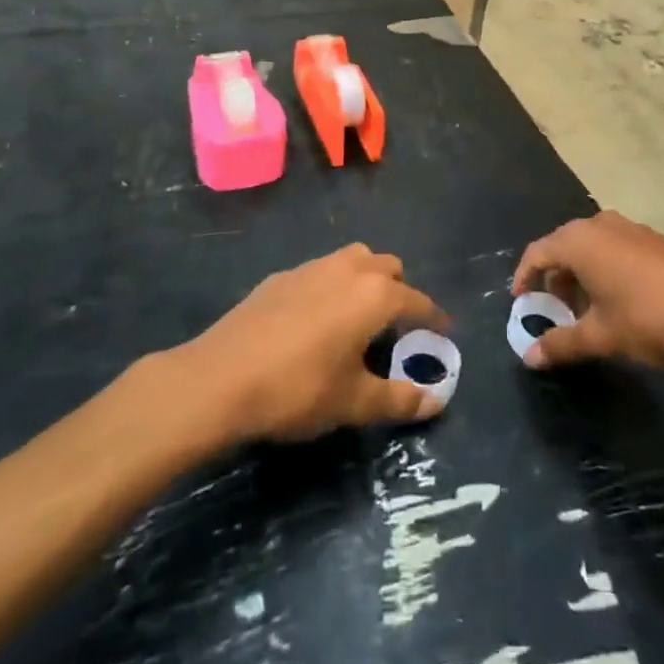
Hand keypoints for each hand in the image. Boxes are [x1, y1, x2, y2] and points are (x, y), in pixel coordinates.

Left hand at [179, 245, 450, 443]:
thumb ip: (399, 399)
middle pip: (388, 267)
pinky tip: (315, 321)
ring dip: (365, 280)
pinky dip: (331, 287)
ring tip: (358, 318)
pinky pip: (321, 272)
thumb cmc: (298, 390)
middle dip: (400, 290)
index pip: (417, 301)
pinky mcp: (281, 276)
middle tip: (396, 328)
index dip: (434, 318)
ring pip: (353, 260)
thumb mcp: (353, 403)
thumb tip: (436, 401)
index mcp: (374, 295)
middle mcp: (348, 269)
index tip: (444, 332)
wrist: (220, 378)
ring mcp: (311, 267)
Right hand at [511, 212, 663, 370]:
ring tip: (586, 311)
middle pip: (563, 246)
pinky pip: (614, 248)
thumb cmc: (648, 318)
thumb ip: (561, 343)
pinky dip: (605, 270)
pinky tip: (619, 302)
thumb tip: (528, 358)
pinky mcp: (653, 239)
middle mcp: (600, 224)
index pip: (537, 252)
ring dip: (581, 275)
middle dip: (554, 278)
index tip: (521, 303)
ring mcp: (630, 228)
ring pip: (591, 247)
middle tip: (553, 310)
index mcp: (579, 241)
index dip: (525, 277)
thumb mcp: (600, 336)